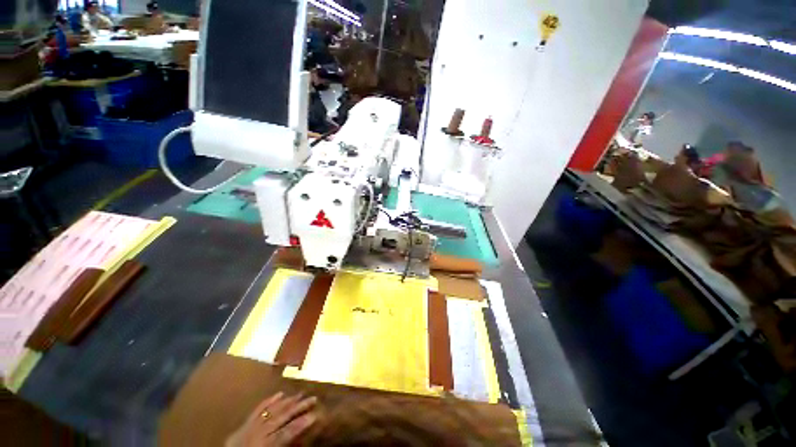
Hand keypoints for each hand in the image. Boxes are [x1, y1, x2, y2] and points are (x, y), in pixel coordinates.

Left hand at [226, 393, 317, 446]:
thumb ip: (281, 445)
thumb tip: (297, 436)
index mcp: (263, 444)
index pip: (286, 432)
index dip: (301, 423)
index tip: (315, 414)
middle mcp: (257, 432)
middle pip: (281, 417)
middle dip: (298, 407)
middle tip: (313, 397)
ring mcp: (249, 426)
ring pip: (271, 410)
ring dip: (287, 401)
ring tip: (300, 393)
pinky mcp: (243, 424)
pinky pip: (257, 410)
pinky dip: (268, 401)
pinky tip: (279, 393)